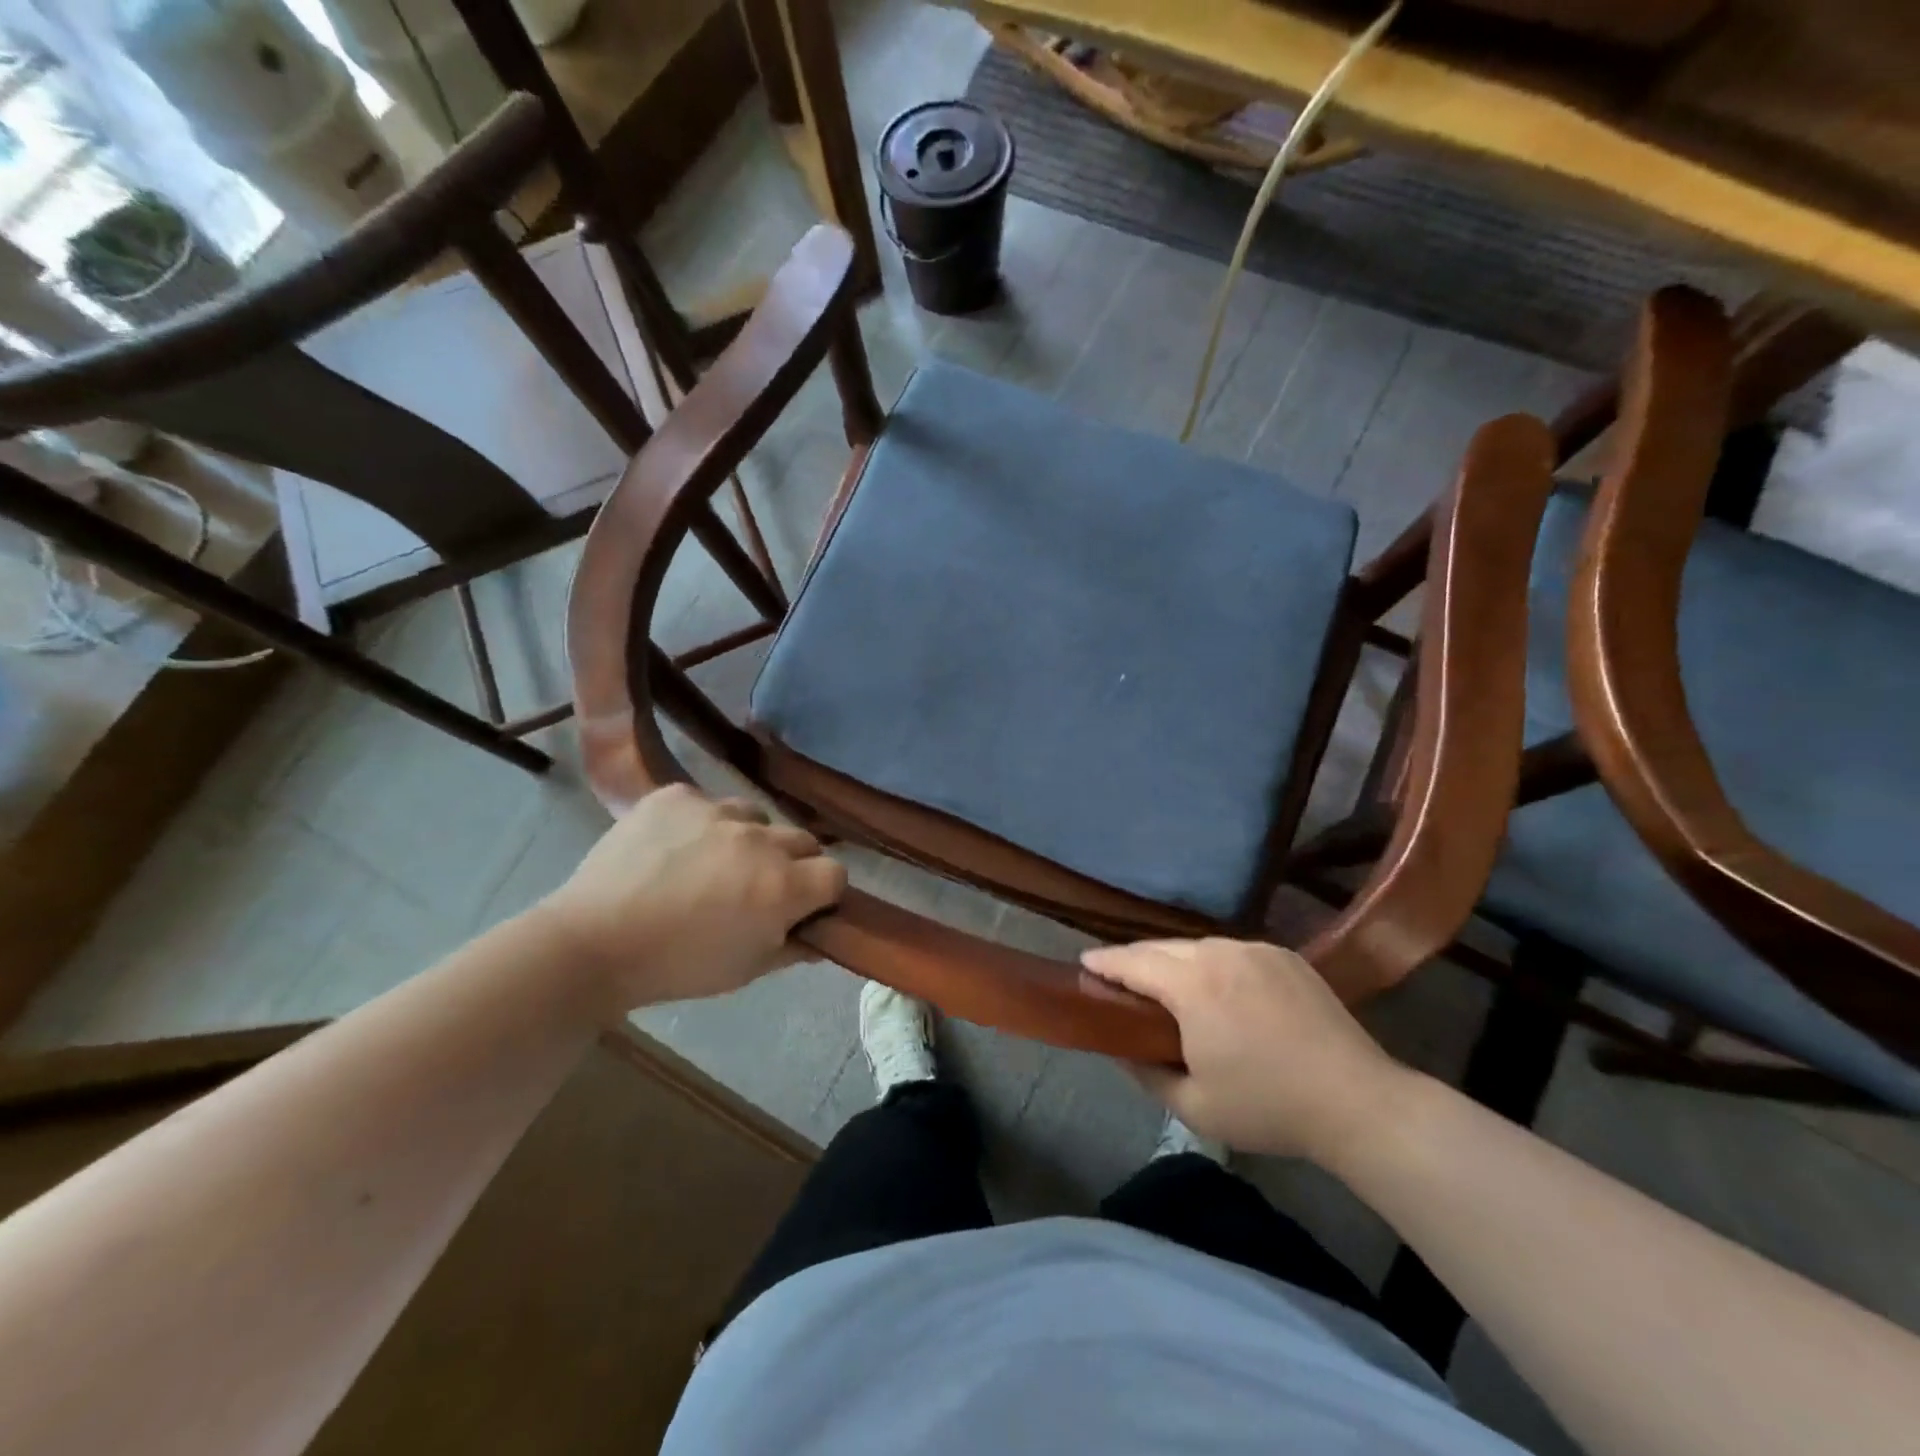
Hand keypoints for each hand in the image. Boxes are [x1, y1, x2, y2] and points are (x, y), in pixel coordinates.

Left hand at [537, 784, 845, 1014]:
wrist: (591, 943)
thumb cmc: (677, 966)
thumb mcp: (747, 969)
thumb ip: (795, 947)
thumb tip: (821, 932)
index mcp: (782, 886)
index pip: (836, 874)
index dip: (823, 892)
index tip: (802, 907)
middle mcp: (759, 839)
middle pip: (804, 840)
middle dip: (792, 863)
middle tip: (757, 887)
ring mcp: (716, 810)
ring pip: (756, 817)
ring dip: (749, 839)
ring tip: (713, 863)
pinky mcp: (677, 795)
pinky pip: (708, 803)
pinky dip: (702, 823)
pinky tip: (675, 848)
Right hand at [1081, 938, 1413, 1164]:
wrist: (1358, 1102)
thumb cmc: (1268, 1107)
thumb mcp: (1194, 1105)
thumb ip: (1146, 1072)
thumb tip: (1120, 1048)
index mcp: (1193, 985)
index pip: (1133, 962)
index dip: (1104, 962)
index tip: (1084, 962)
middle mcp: (1221, 952)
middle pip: (1163, 947)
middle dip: (1136, 959)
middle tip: (1118, 977)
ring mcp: (1257, 949)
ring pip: (1199, 946)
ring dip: (1176, 961)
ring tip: (1167, 983)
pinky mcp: (1286, 955)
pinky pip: (1233, 951)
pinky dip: (1213, 963)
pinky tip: (1217, 987)